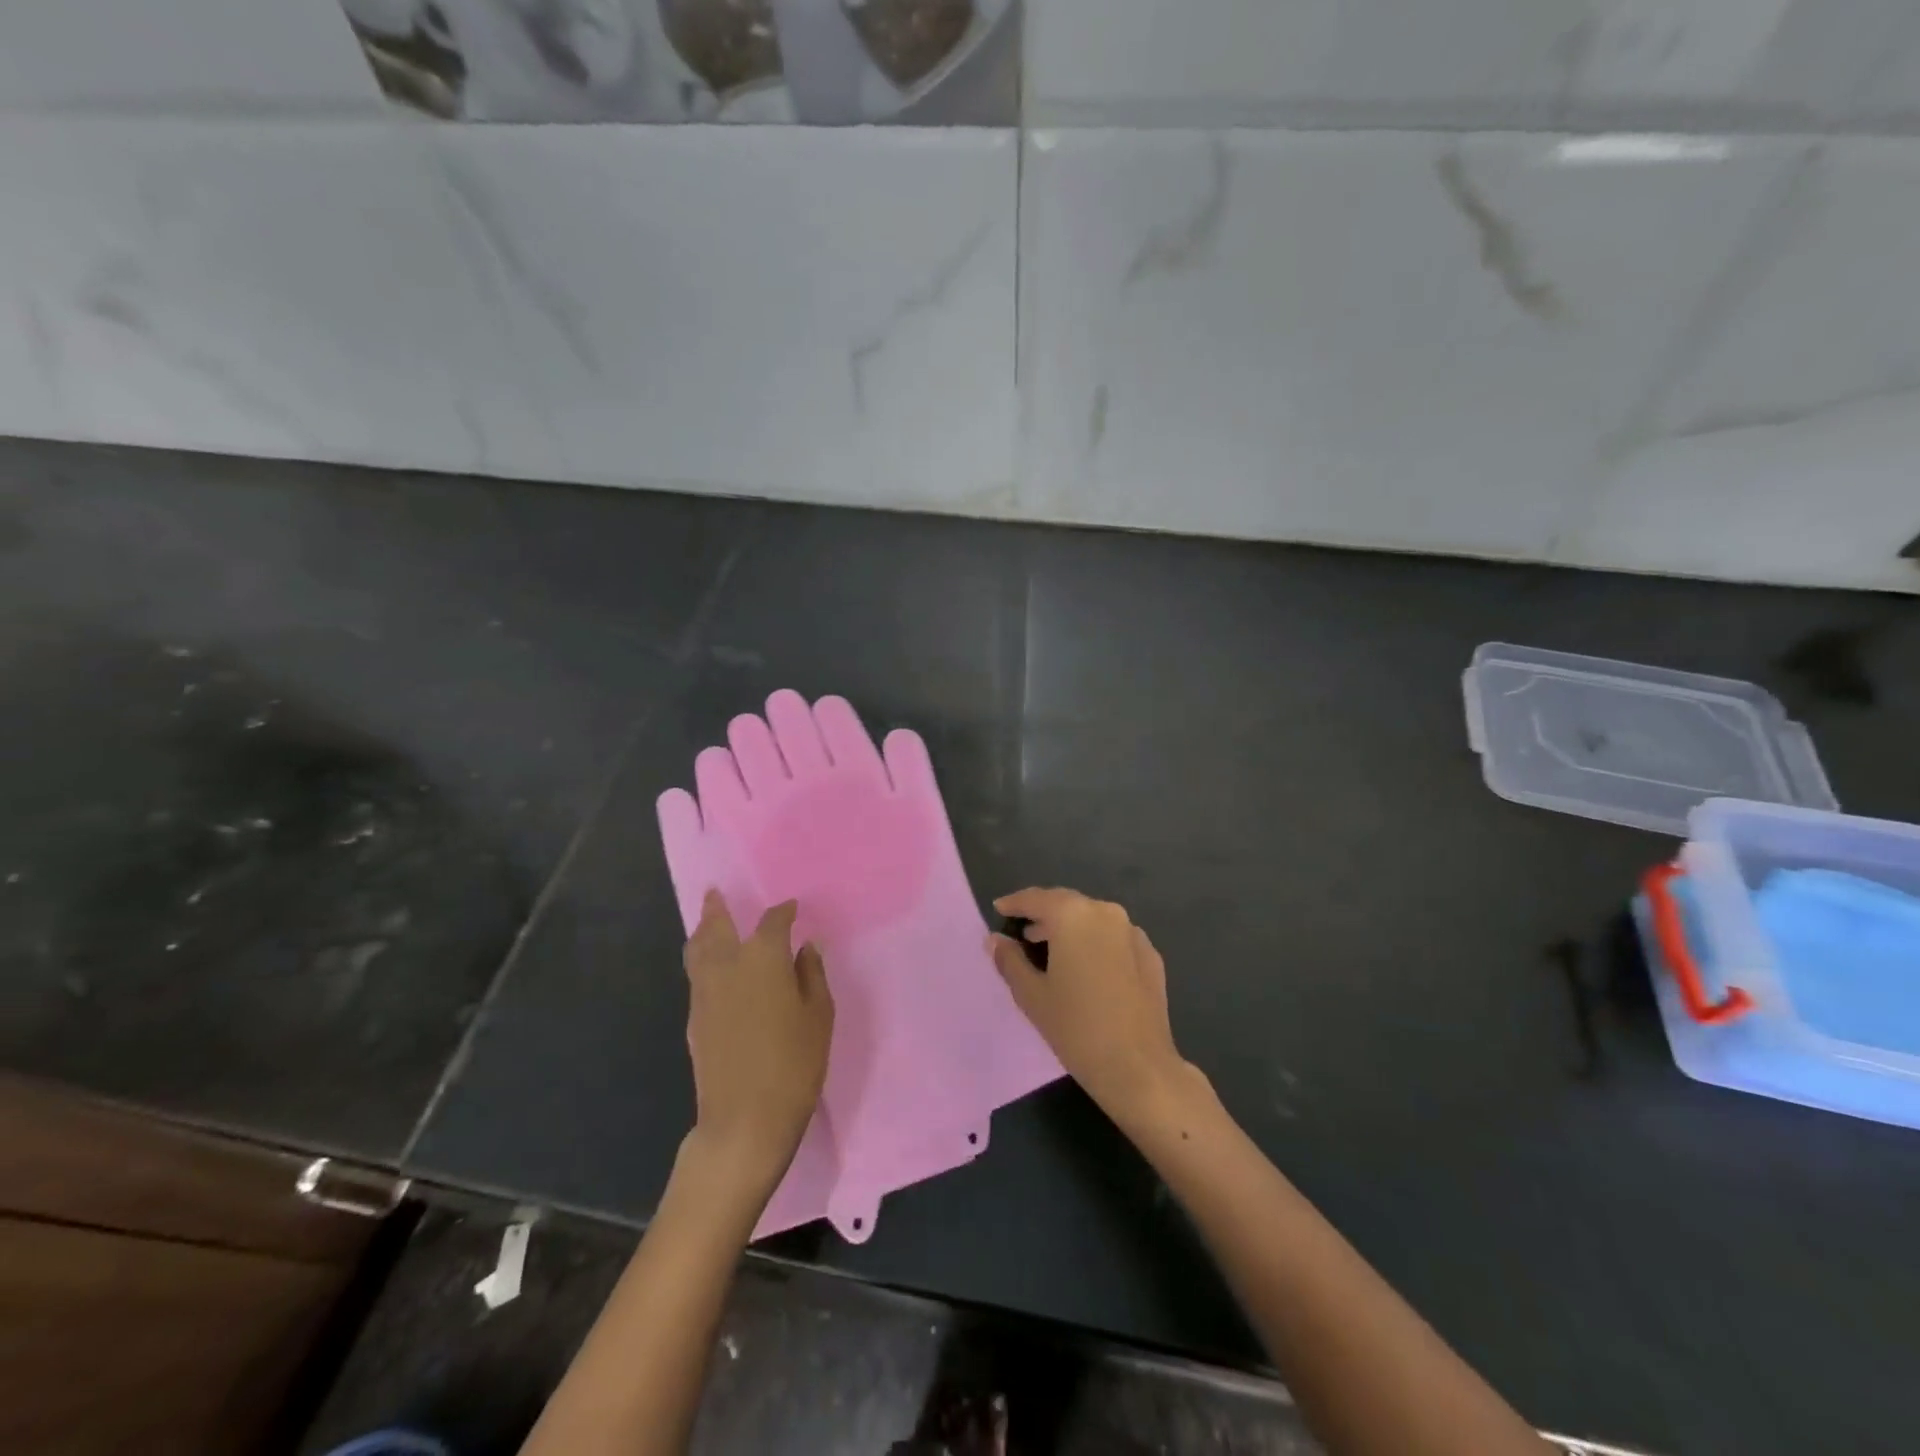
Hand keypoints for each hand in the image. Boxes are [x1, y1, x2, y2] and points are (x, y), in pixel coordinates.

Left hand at [682, 891, 833, 1190]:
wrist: (744, 1119)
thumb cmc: (794, 1063)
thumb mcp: (819, 1016)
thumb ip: (812, 975)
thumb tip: (806, 947)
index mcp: (763, 958)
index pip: (773, 922)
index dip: (784, 912)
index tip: (792, 909)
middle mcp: (728, 966)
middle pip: (717, 927)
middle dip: (717, 908)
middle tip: (716, 892)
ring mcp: (705, 992)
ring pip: (697, 950)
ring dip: (702, 930)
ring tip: (706, 921)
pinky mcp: (694, 1018)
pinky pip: (695, 974)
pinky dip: (701, 959)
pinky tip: (710, 966)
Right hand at [988, 888, 1195, 1120]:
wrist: (1138, 1067)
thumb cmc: (1076, 1028)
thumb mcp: (1032, 995)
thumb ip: (1010, 960)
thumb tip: (995, 940)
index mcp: (1073, 916)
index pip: (1036, 899)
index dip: (1015, 904)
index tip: (999, 909)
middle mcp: (1105, 913)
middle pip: (1067, 904)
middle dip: (1043, 914)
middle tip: (1023, 932)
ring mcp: (1132, 932)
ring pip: (1092, 919)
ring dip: (1070, 928)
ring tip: (1050, 949)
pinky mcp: (1150, 955)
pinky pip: (1114, 937)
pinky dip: (1095, 943)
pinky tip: (1087, 967)